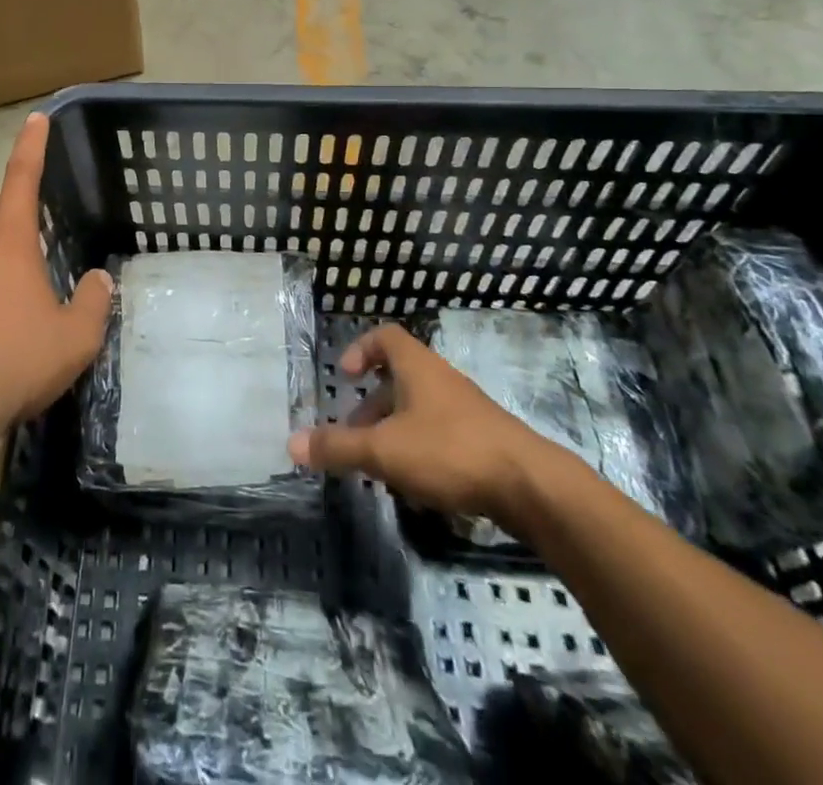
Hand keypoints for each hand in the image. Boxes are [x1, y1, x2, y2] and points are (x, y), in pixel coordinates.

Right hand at [288, 323, 563, 532]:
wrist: (530, 486)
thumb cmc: (449, 451)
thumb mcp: (384, 450)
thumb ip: (338, 447)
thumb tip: (292, 443)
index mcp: (417, 367)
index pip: (385, 336)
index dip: (360, 349)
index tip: (344, 376)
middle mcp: (441, 380)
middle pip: (398, 378)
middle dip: (371, 406)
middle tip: (353, 435)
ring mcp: (465, 410)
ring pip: (419, 410)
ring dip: (394, 432)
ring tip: (378, 466)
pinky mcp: (483, 441)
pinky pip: (440, 434)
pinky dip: (420, 451)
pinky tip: (415, 485)